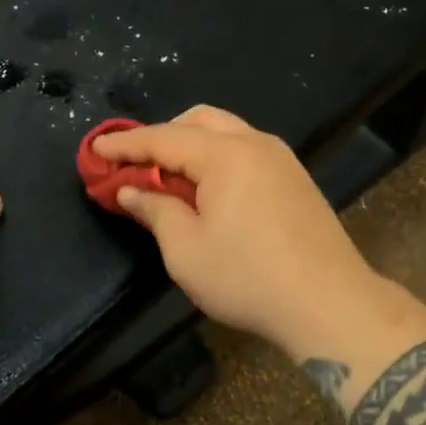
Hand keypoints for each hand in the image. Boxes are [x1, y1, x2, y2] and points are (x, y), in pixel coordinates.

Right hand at [89, 106, 385, 351]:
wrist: (330, 304)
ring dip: (192, 144)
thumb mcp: (186, 250)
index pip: (163, 138)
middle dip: (163, 135)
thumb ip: (156, 210)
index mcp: (225, 154)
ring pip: (226, 131)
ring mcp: (281, 158)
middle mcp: (255, 143)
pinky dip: (218, 157)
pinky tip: (209, 189)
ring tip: (170, 176)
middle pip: (199, 120)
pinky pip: (247, 150)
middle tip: (136, 163)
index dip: (125, 144)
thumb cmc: (248, 277)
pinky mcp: (296, 178)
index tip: (95, 149)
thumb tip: (131, 189)